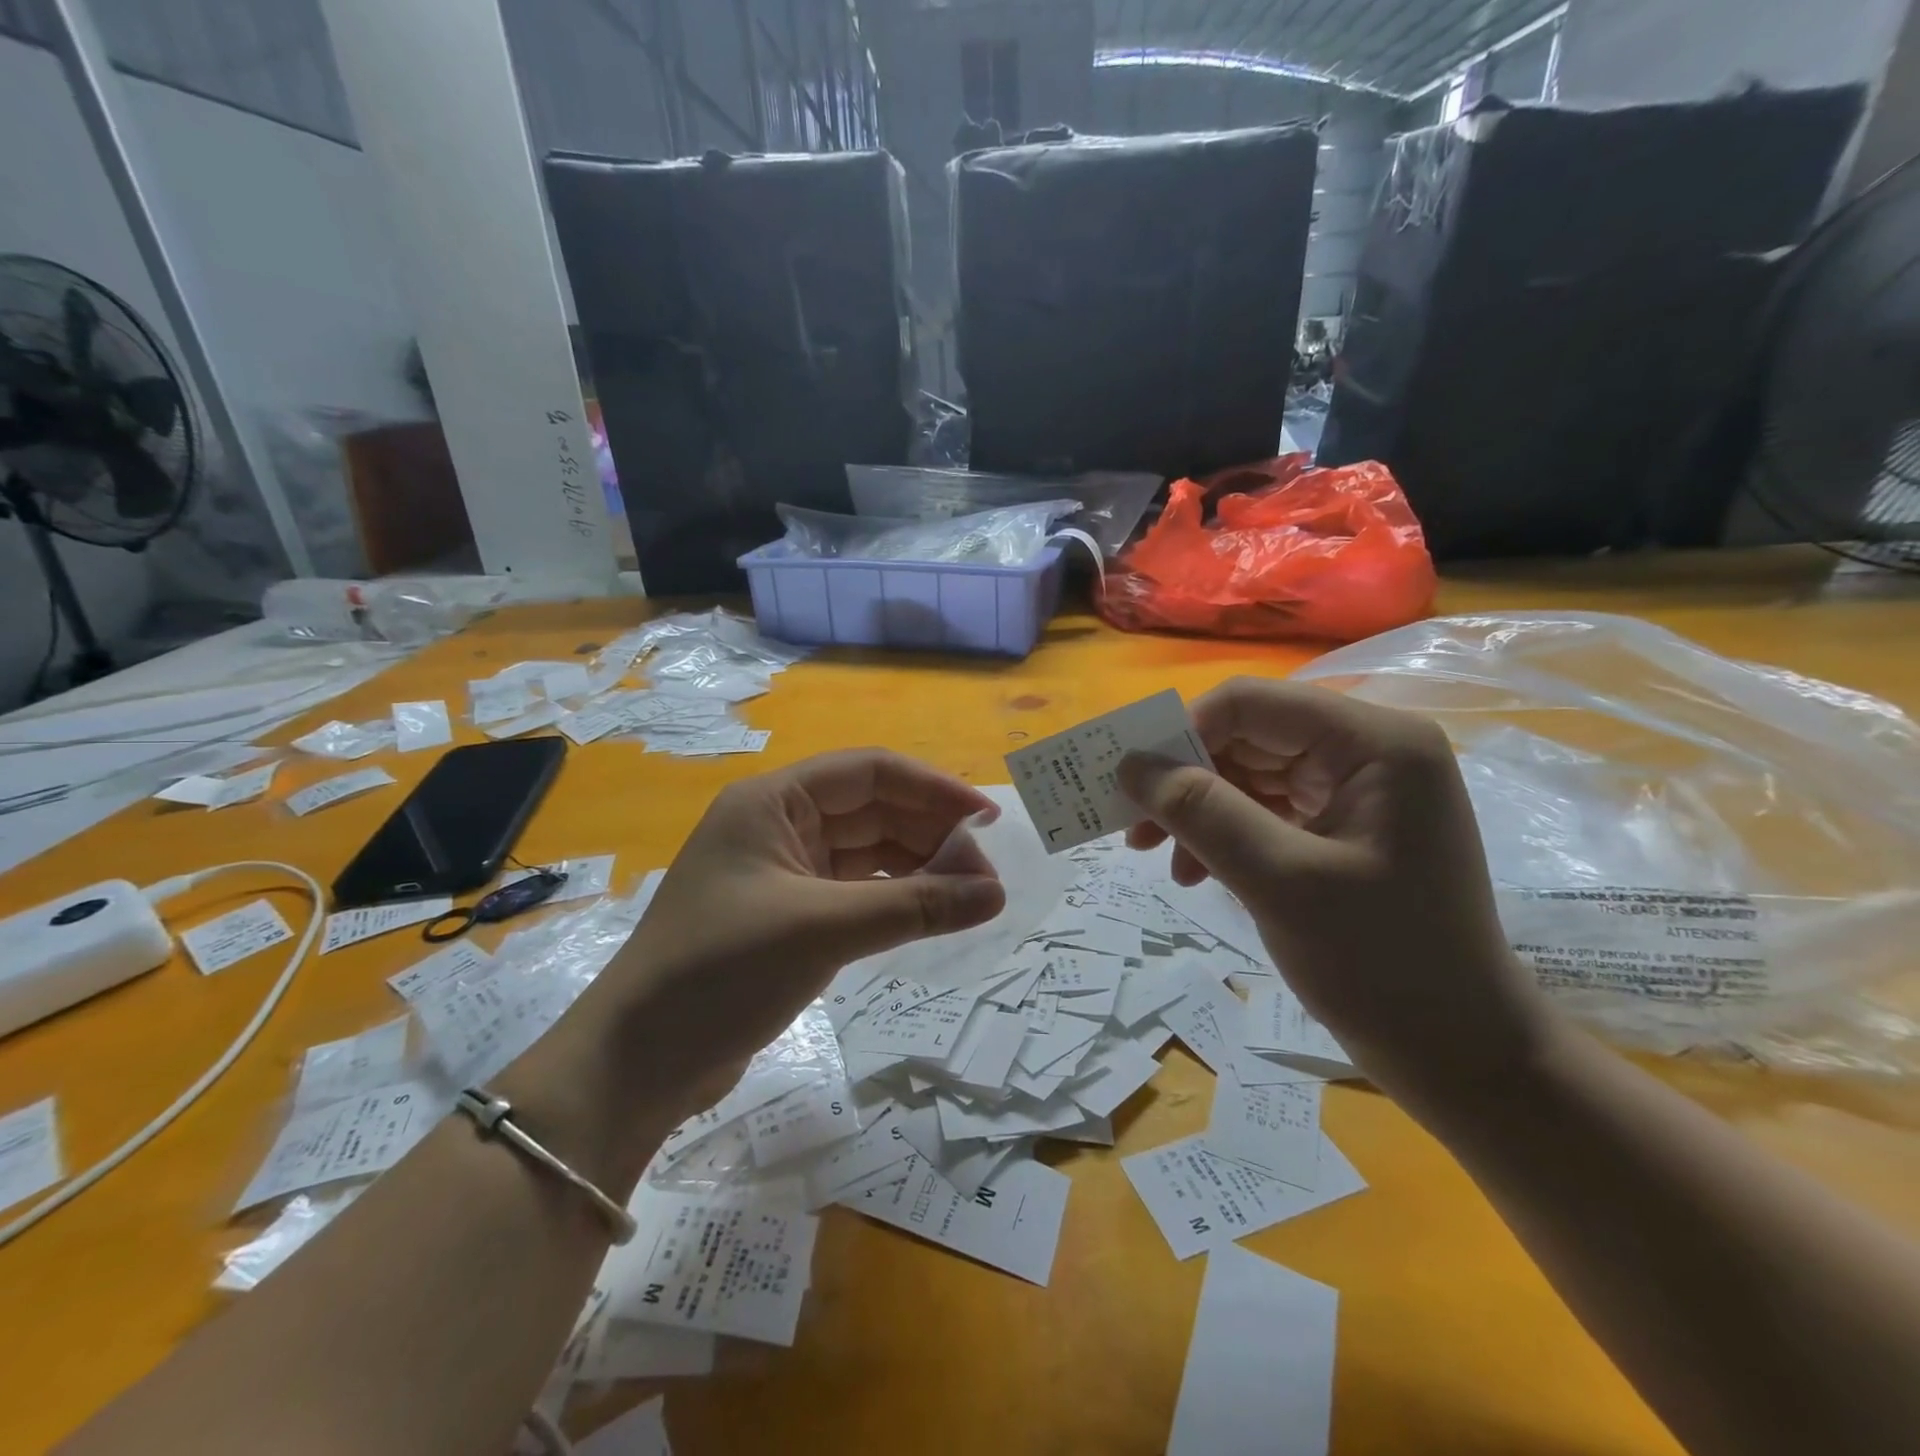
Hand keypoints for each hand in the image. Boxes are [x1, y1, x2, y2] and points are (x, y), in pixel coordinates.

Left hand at [571, 750, 1006, 1124]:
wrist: (637, 1063)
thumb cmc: (722, 971)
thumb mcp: (823, 929)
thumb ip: (914, 906)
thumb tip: (996, 893)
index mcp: (774, 802)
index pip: (870, 772)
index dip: (933, 788)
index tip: (986, 818)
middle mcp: (779, 825)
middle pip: (872, 811)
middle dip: (930, 833)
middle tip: (987, 871)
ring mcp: (783, 873)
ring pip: (867, 853)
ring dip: (917, 869)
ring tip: (971, 896)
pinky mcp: (788, 917)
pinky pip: (855, 892)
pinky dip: (894, 900)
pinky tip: (930, 915)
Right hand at [1121, 678, 1554, 1114]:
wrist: (1459, 1052)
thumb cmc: (1380, 964)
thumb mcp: (1278, 881)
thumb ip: (1201, 812)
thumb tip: (1128, 764)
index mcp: (1373, 742)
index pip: (1250, 703)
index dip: (1182, 734)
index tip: (1134, 786)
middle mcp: (1369, 749)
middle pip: (1247, 735)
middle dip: (1186, 780)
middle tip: (1136, 831)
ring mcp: (1359, 787)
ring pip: (1250, 773)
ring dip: (1199, 811)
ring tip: (1164, 861)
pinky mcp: (1346, 824)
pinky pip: (1267, 808)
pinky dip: (1226, 834)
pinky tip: (1198, 872)